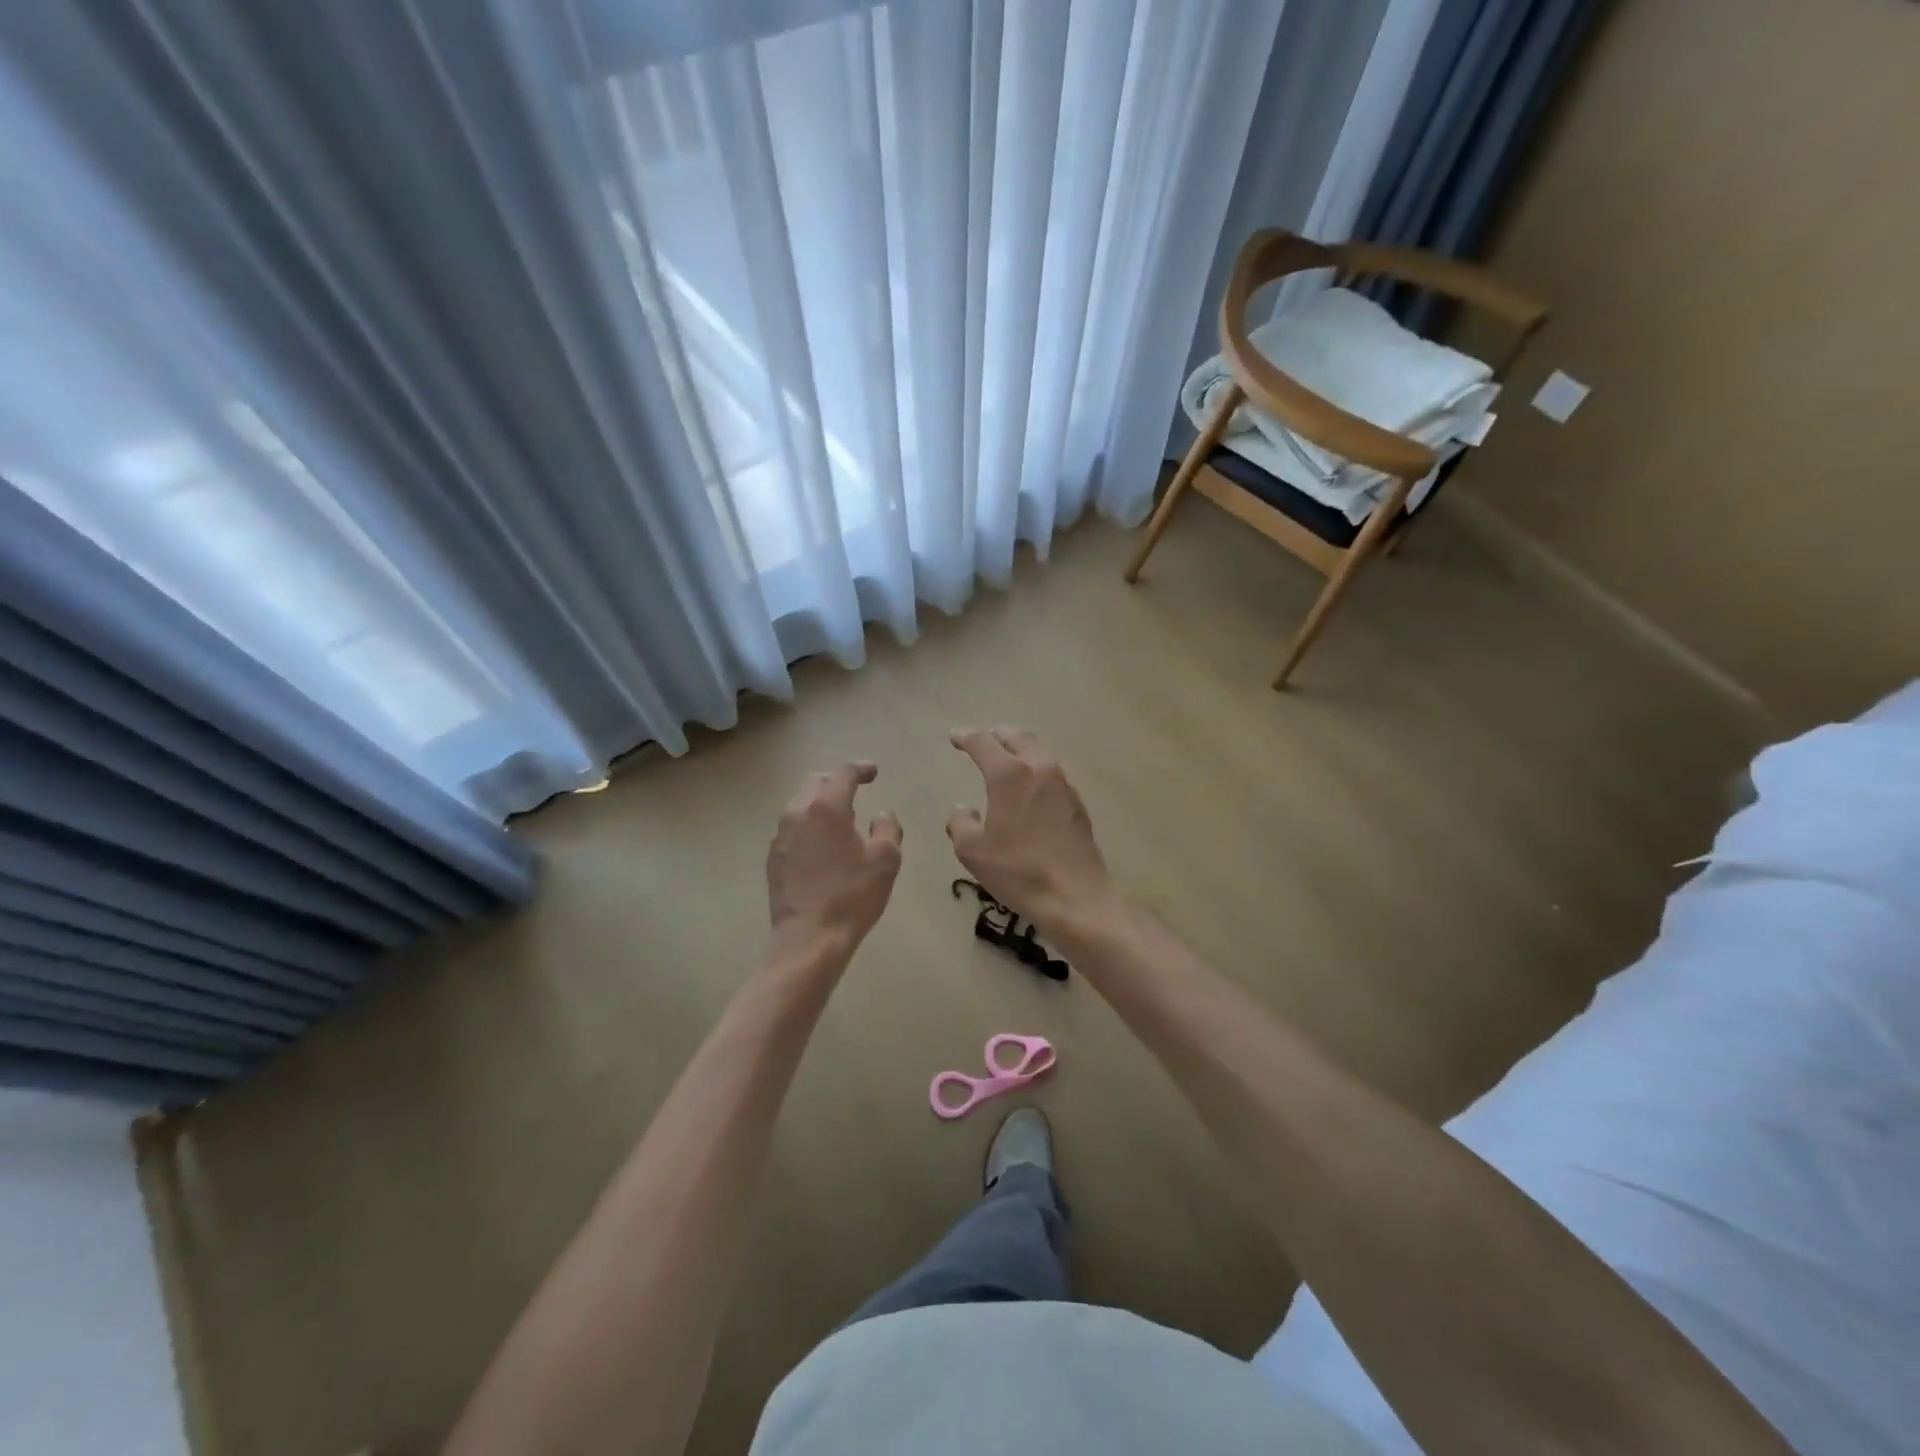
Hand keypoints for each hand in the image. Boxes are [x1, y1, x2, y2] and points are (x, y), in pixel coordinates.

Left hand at [767, 761, 902, 956]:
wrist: (809, 939)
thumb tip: (882, 815)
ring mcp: (781, 836)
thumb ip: (888, 829)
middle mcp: (798, 813)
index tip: (873, 772)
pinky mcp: (774, 857)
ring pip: (800, 803)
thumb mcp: (885, 860)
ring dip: (821, 801)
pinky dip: (809, 823)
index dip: (861, 768)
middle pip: (816, 783)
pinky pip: (792, 827)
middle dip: (837, 780)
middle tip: (857, 789)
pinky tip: (822, 842)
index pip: (843, 774)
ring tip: (840, 816)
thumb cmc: (852, 896)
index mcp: (827, 808)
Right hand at [946, 728, 1112, 926]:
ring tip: (1007, 758)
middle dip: (998, 735)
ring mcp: (1063, 785)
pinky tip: (1030, 788)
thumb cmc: (1018, 871)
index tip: (954, 737)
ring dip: (1020, 749)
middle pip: (1018, 738)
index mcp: (1010, 775)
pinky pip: (1052, 774)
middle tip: (984, 739)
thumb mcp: (973, 851)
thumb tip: (963, 810)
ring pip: (1039, 753)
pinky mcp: (1077, 803)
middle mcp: (1039, 769)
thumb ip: (960, 823)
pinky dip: (1036, 770)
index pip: (983, 744)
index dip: (966, 737)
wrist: (1074, 896)